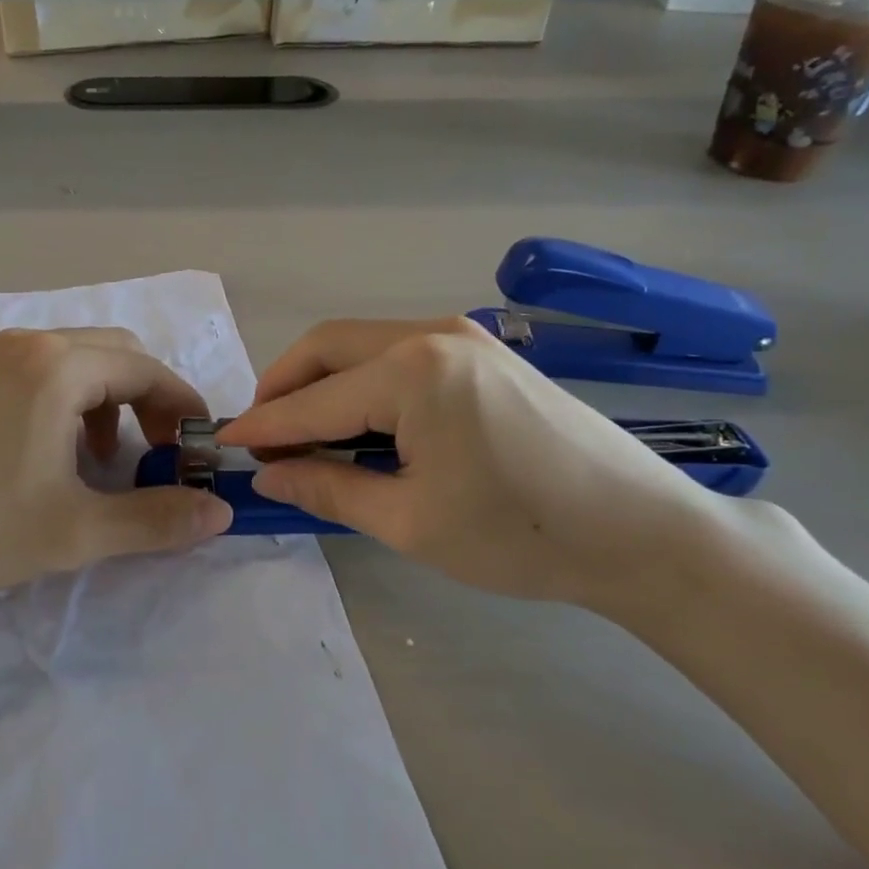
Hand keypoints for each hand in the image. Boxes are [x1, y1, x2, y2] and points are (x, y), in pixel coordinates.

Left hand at [0, 328, 232, 595]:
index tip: (198, 448)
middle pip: (117, 353)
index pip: (146, 369)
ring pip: (81, 359)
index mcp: (58, 367)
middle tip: (158, 451)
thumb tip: (221, 512)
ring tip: (107, 460)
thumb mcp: (76, 530)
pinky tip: (59, 452)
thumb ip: (155, 519)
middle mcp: (30, 344)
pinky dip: (74, 400)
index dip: (182, 406)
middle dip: (149, 398)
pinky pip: (46, 370)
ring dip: (111, 400)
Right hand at [218, 319, 735, 608]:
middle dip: (285, 385)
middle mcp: (431, 333)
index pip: (314, 399)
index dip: (264, 425)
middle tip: (262, 433)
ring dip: (323, 380)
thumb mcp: (411, 522)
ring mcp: (462, 336)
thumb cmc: (522, 535)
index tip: (225, 443)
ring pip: (362, 344)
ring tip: (304, 430)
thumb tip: (270, 474)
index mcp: (412, 372)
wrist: (644, 532)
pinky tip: (360, 419)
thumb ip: (328, 488)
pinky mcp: (483, 351)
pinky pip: (398, 352)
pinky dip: (363, 380)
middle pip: (328, 346)